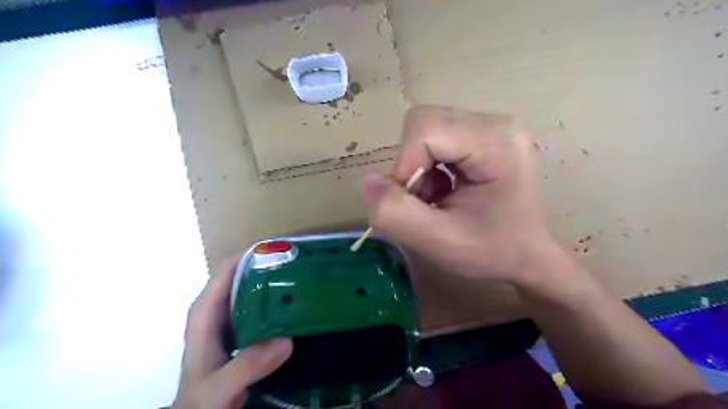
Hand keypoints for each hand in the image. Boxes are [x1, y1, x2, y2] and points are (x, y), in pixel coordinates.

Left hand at [172, 258, 292, 408]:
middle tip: (301, 264)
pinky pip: (263, 306)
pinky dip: (278, 301)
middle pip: (245, 274)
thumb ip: (247, 365)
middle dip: (270, 266)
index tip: (283, 251)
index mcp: (206, 311)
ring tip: (304, 277)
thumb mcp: (220, 386)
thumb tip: (287, 340)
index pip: (228, 269)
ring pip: (255, 289)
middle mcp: (219, 307)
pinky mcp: (244, 328)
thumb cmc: (202, 399)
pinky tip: (298, 304)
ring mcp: (232, 317)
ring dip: (276, 281)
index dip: (253, 255)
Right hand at [362, 106, 557, 286]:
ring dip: (418, 166)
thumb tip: (368, 182)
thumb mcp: (439, 242)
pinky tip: (444, 189)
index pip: (426, 128)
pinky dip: (427, 165)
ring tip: (436, 197)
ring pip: (425, 129)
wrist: (527, 255)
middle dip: (411, 164)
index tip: (414, 201)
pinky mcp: (482, 134)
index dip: (405, 165)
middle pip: (424, 122)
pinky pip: (436, 137)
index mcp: (496, 143)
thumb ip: (396, 213)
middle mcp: (496, 123)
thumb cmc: (491, 251)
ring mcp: (491, 126)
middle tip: (425, 199)